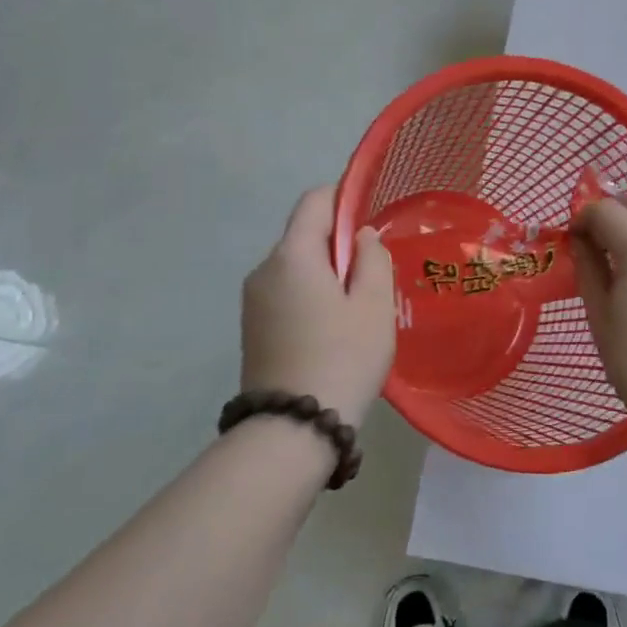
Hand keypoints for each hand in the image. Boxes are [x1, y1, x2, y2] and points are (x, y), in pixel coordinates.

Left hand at [241, 186, 395, 423]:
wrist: (293, 430)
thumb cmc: (343, 357)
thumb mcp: (374, 304)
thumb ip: (372, 258)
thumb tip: (360, 236)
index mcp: (292, 255)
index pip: (314, 201)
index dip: (344, 197)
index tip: (371, 215)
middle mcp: (264, 270)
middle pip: (304, 235)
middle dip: (338, 243)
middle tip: (374, 275)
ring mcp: (253, 302)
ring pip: (296, 267)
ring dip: (326, 273)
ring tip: (357, 310)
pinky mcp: (252, 329)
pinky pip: (286, 294)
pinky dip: (311, 296)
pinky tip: (333, 331)